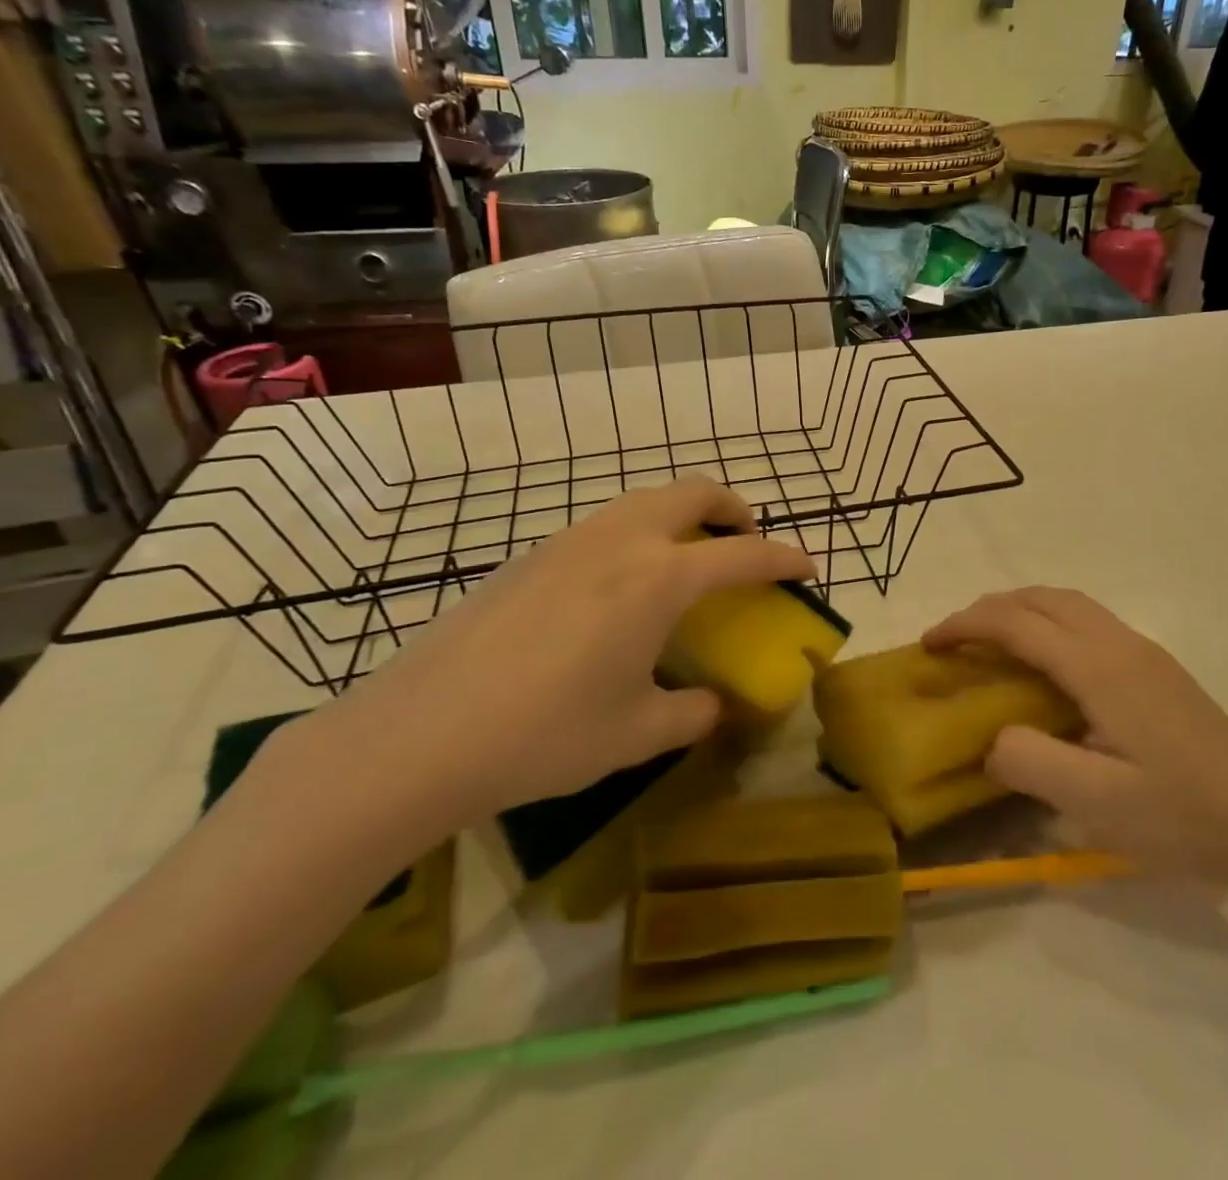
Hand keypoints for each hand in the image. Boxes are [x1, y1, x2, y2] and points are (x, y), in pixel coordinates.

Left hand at [311, 478, 814, 829]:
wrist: (418, 735)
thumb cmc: (545, 735)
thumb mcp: (636, 732)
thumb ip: (692, 712)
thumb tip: (714, 704)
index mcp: (659, 578)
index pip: (744, 553)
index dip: (785, 558)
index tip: (809, 568)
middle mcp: (621, 540)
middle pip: (694, 492)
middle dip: (734, 508)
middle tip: (746, 543)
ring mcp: (570, 540)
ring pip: (646, 500)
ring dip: (683, 516)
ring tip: (687, 561)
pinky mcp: (532, 554)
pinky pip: (606, 524)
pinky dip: (639, 533)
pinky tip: (620, 588)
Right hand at [924, 588, 1227, 890]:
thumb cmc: (1181, 816)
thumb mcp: (1093, 802)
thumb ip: (1027, 762)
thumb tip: (991, 738)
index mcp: (1099, 667)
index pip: (1018, 624)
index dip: (966, 625)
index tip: (929, 643)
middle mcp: (1120, 644)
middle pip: (1043, 599)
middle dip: (991, 608)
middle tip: (955, 639)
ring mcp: (1145, 653)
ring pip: (1070, 605)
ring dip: (1023, 610)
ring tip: (993, 643)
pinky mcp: (1159, 670)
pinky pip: (1090, 623)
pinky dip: (1051, 624)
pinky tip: (1049, 667)